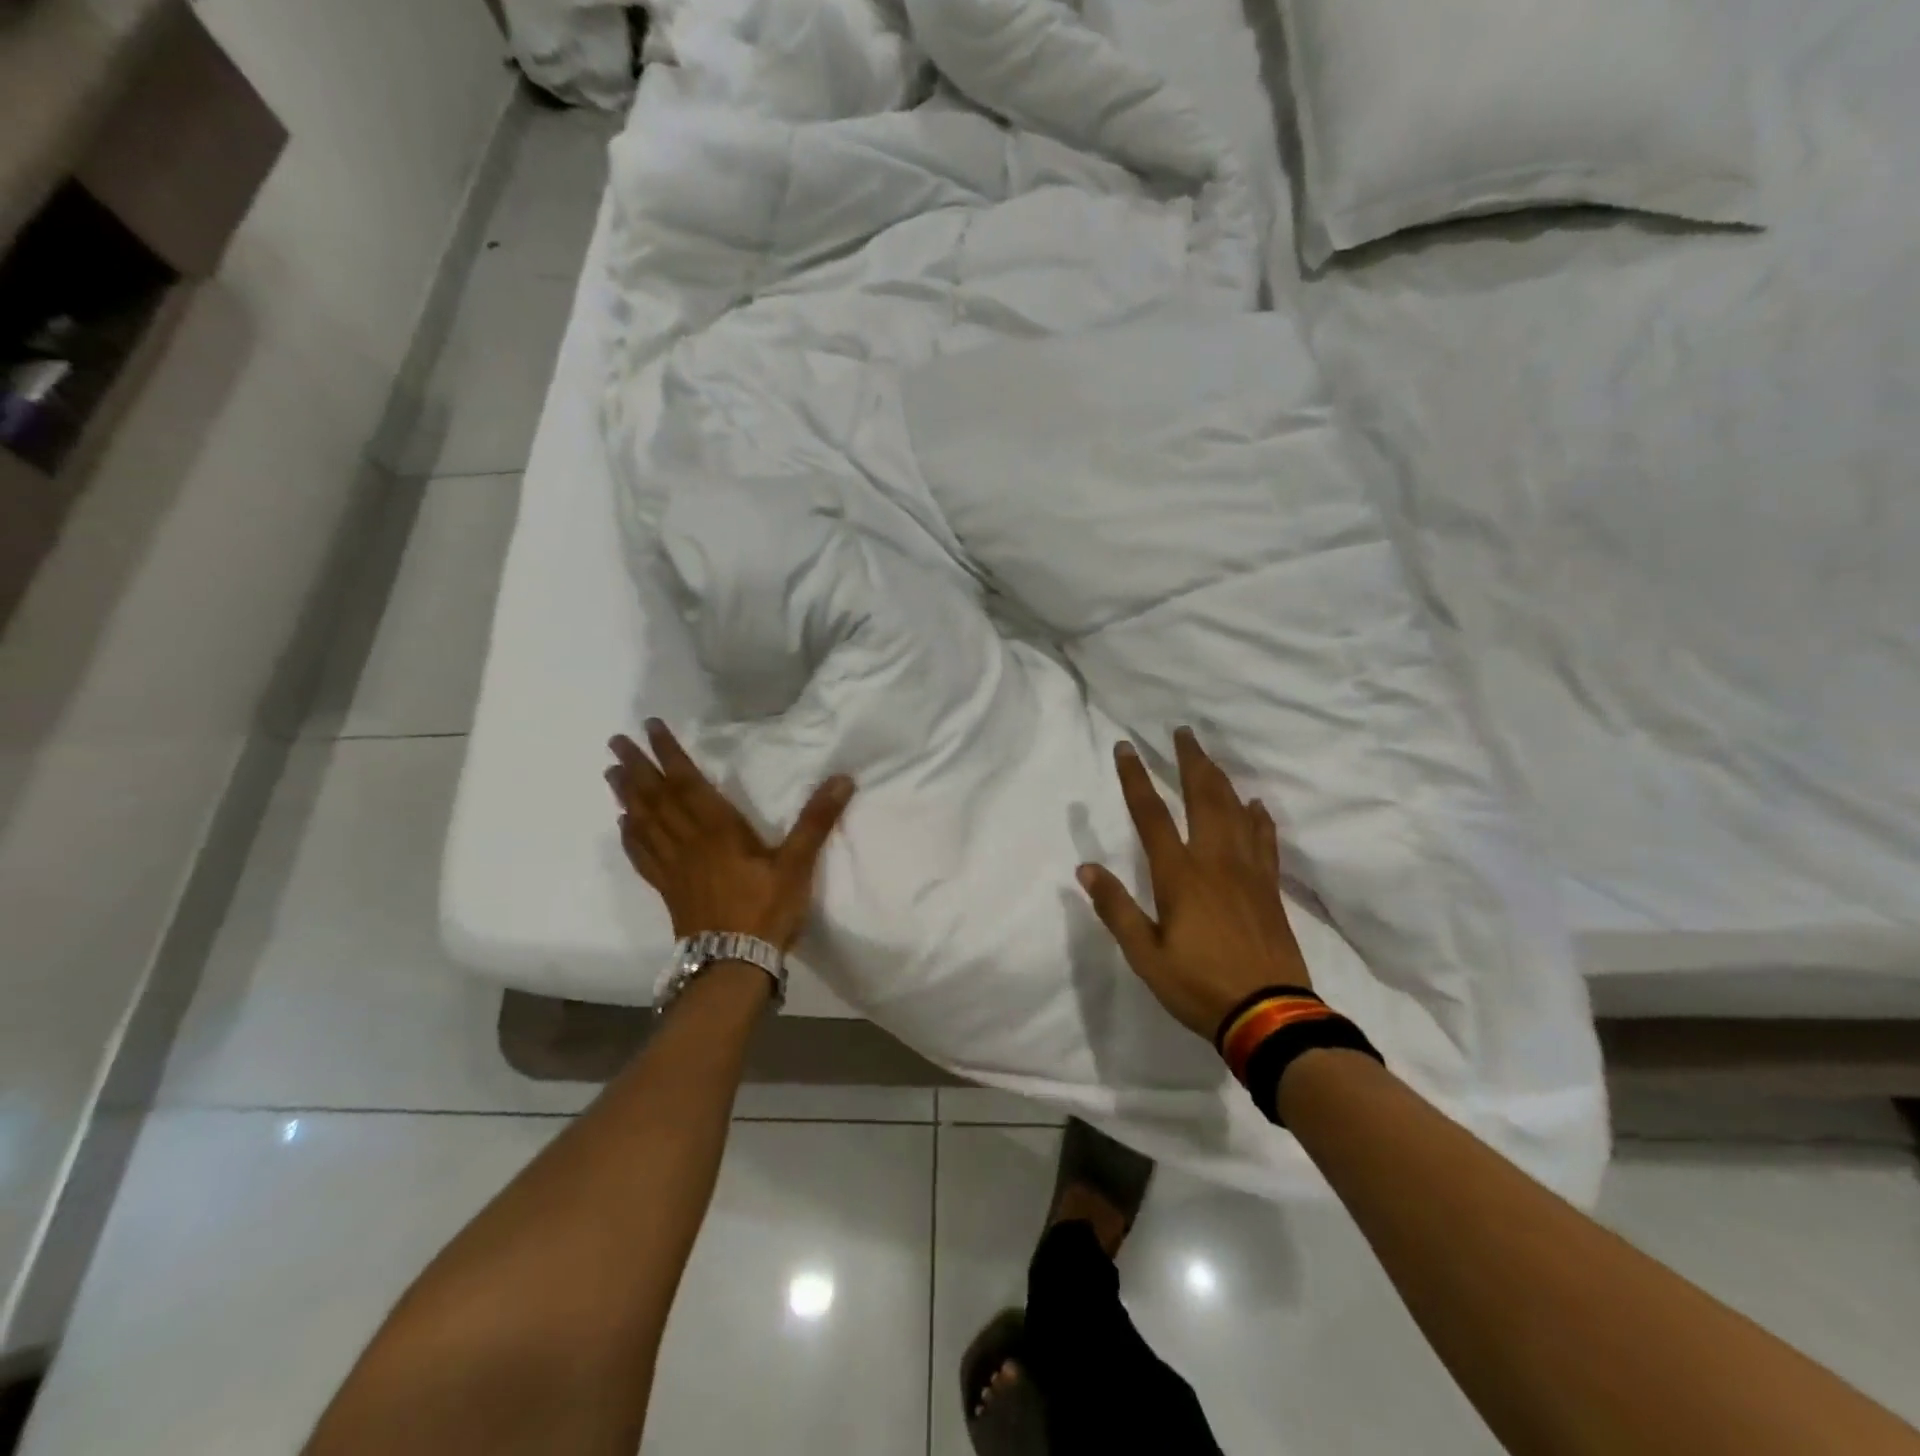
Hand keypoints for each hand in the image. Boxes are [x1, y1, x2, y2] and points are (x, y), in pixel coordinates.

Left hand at [607, 720, 854, 951]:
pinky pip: (642, 856)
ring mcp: (673, 867)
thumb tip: (843, 779)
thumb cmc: (766, 909)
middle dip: (636, 767)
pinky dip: (630, 837)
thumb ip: (816, 820)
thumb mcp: (798, 864)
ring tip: (611, 772)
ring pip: (643, 823)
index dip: (668, 753)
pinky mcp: (668, 889)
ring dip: (626, 796)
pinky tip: (623, 826)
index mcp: (717, 829)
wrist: (734, 964)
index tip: (649, 727)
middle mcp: (688, 842)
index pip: (687, 782)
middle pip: (656, 798)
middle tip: (615, 742)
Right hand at [1077, 728, 1312, 1041]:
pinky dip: (1258, 818)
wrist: (1269, 1015)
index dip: (1135, 778)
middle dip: (1190, 762)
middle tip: (1182, 732)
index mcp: (1179, 875)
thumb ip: (1116, 909)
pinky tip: (1255, 805)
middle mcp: (1214, 861)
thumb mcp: (1145, 955)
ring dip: (1220, 779)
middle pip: (1202, 798)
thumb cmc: (1198, 986)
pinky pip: (1264, 841)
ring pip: (1235, 811)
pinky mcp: (1269, 888)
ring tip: (1209, 757)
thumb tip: (1086, 868)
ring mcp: (1247, 872)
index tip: (1126, 748)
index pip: (1151, 814)